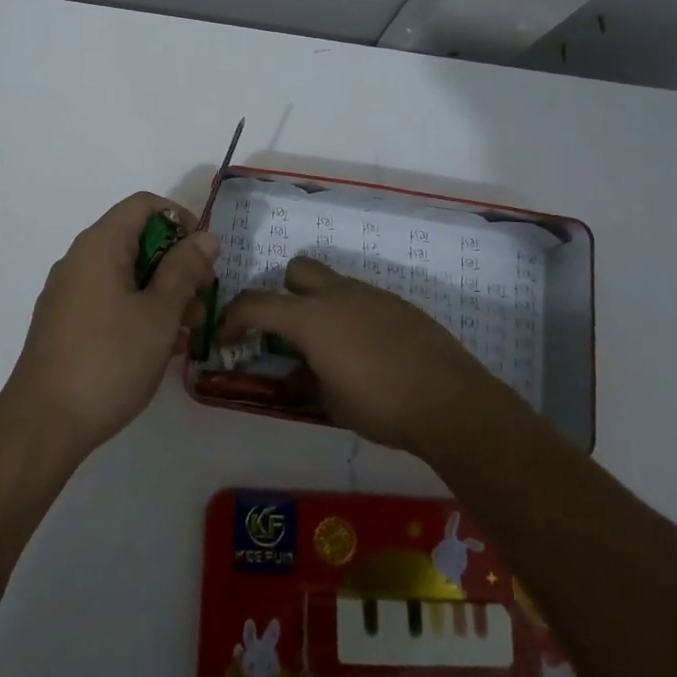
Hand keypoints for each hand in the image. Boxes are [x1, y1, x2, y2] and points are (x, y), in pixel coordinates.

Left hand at [0, 192, 219, 460]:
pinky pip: (108, 299)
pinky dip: (137, 310)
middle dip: (176, 263)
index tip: (205, 257)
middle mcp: (79, 259)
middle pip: (135, 239)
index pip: (144, 205)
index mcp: (99, 245)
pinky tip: (158, 346)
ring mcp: (67, 292)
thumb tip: (205, 236)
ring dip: (161, 292)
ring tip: (188, 331)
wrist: (42, 425)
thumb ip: (185, 269)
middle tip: (202, 300)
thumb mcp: (159, 314)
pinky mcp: (63, 323)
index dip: (181, 220)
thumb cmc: (109, 361)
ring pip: (124, 273)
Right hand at [217, 256, 509, 454]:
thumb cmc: (380, 405)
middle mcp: (337, 295)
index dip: (232, 318)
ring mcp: (371, 295)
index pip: (255, 304)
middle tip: (288, 332)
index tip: (226, 338)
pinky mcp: (398, 305)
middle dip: (283, 294)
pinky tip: (368, 353)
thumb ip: (305, 379)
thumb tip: (297, 372)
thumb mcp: (330, 402)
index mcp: (310, 318)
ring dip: (321, 308)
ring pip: (333, 284)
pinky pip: (362, 300)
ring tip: (333, 351)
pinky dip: (352, 318)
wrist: (450, 401)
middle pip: (296, 271)